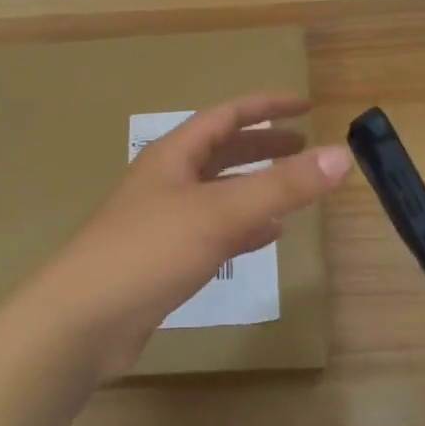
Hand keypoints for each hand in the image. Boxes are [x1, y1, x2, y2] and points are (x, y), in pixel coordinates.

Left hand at [31, 94, 351, 381]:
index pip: (227, 116)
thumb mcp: (220, 213)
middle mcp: (167, 181)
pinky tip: (266, 237)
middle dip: (263, 147)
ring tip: (293, 191)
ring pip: (219, 193)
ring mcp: (163, 221)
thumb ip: (282, 186)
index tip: (305, 105)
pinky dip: (243, 227)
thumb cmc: (149, 251)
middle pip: (222, 152)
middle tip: (304, 148)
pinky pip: (214, 231)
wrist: (83, 320)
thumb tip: (342, 155)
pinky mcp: (164, 258)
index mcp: (174, 156)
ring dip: (255, 187)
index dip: (266, 107)